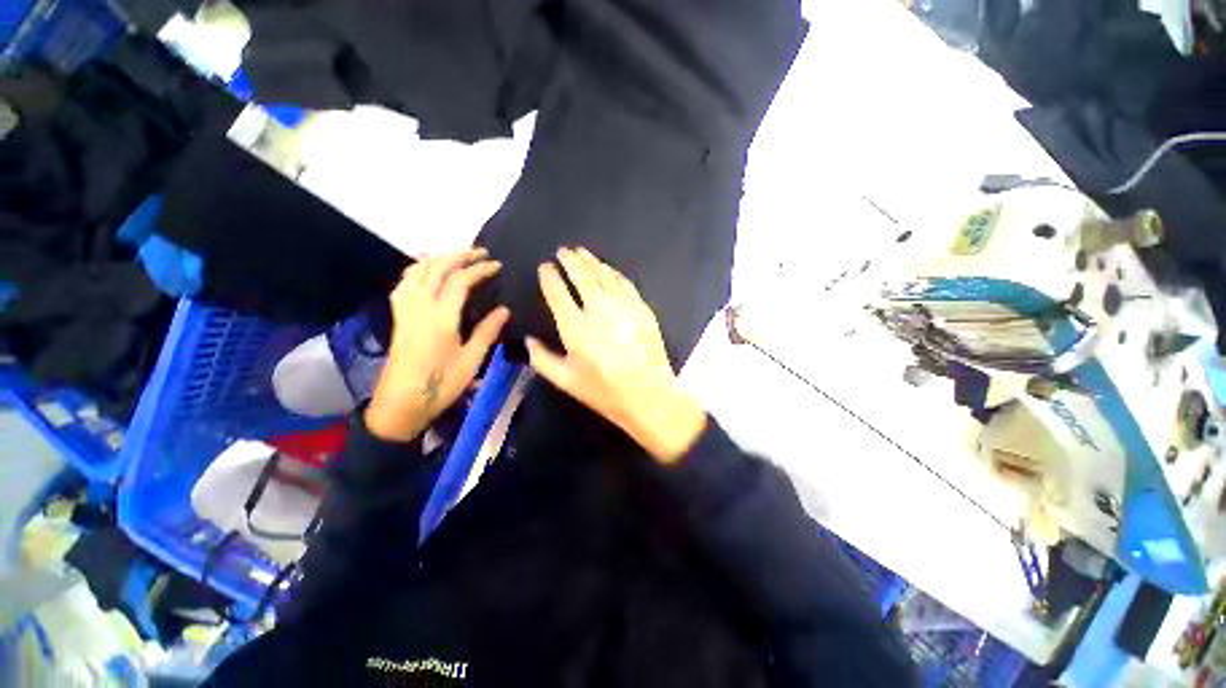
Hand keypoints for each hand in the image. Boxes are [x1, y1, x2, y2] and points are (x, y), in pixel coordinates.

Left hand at [366, 248, 509, 441]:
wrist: (400, 404)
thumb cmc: (441, 384)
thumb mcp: (471, 361)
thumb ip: (487, 331)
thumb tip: (504, 309)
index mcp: (440, 318)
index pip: (460, 281)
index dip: (480, 269)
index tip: (497, 265)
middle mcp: (419, 307)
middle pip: (435, 268)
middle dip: (458, 255)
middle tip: (480, 252)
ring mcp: (405, 311)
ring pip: (416, 272)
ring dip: (437, 258)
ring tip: (456, 256)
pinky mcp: (398, 317)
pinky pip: (404, 283)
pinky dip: (417, 270)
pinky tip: (427, 273)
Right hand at [526, 247, 706, 462]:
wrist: (647, 395)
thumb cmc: (604, 391)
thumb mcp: (566, 381)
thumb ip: (542, 359)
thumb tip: (528, 340)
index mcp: (576, 328)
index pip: (558, 293)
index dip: (549, 277)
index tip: (545, 267)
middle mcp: (599, 311)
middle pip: (582, 276)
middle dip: (570, 260)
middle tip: (563, 251)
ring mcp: (623, 307)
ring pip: (605, 275)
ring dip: (591, 261)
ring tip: (582, 253)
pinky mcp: (642, 308)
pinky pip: (625, 283)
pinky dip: (614, 273)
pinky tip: (608, 269)